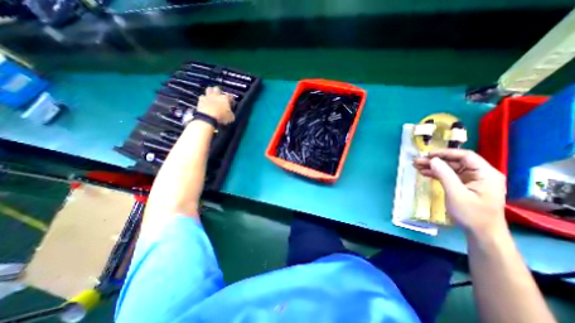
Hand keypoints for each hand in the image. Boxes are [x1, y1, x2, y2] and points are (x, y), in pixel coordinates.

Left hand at [197, 86, 233, 123]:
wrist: (207, 118)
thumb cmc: (221, 117)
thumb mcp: (231, 117)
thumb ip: (231, 113)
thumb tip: (230, 112)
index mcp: (225, 98)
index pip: (230, 95)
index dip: (231, 99)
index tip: (231, 103)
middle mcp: (217, 95)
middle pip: (218, 89)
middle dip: (219, 92)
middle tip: (220, 97)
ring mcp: (208, 96)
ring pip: (209, 89)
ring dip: (211, 92)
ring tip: (212, 96)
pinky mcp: (201, 100)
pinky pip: (202, 96)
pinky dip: (204, 99)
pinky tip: (205, 102)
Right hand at [413, 147, 506, 234]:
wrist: (481, 233)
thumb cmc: (472, 214)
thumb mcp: (456, 194)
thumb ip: (445, 175)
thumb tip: (433, 160)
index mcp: (485, 173)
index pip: (465, 156)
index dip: (445, 153)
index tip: (428, 155)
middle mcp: (480, 174)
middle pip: (455, 162)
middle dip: (435, 161)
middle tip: (417, 161)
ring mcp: (472, 180)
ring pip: (450, 168)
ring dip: (433, 167)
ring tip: (416, 166)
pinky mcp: (464, 186)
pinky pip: (449, 176)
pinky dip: (436, 174)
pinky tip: (424, 173)